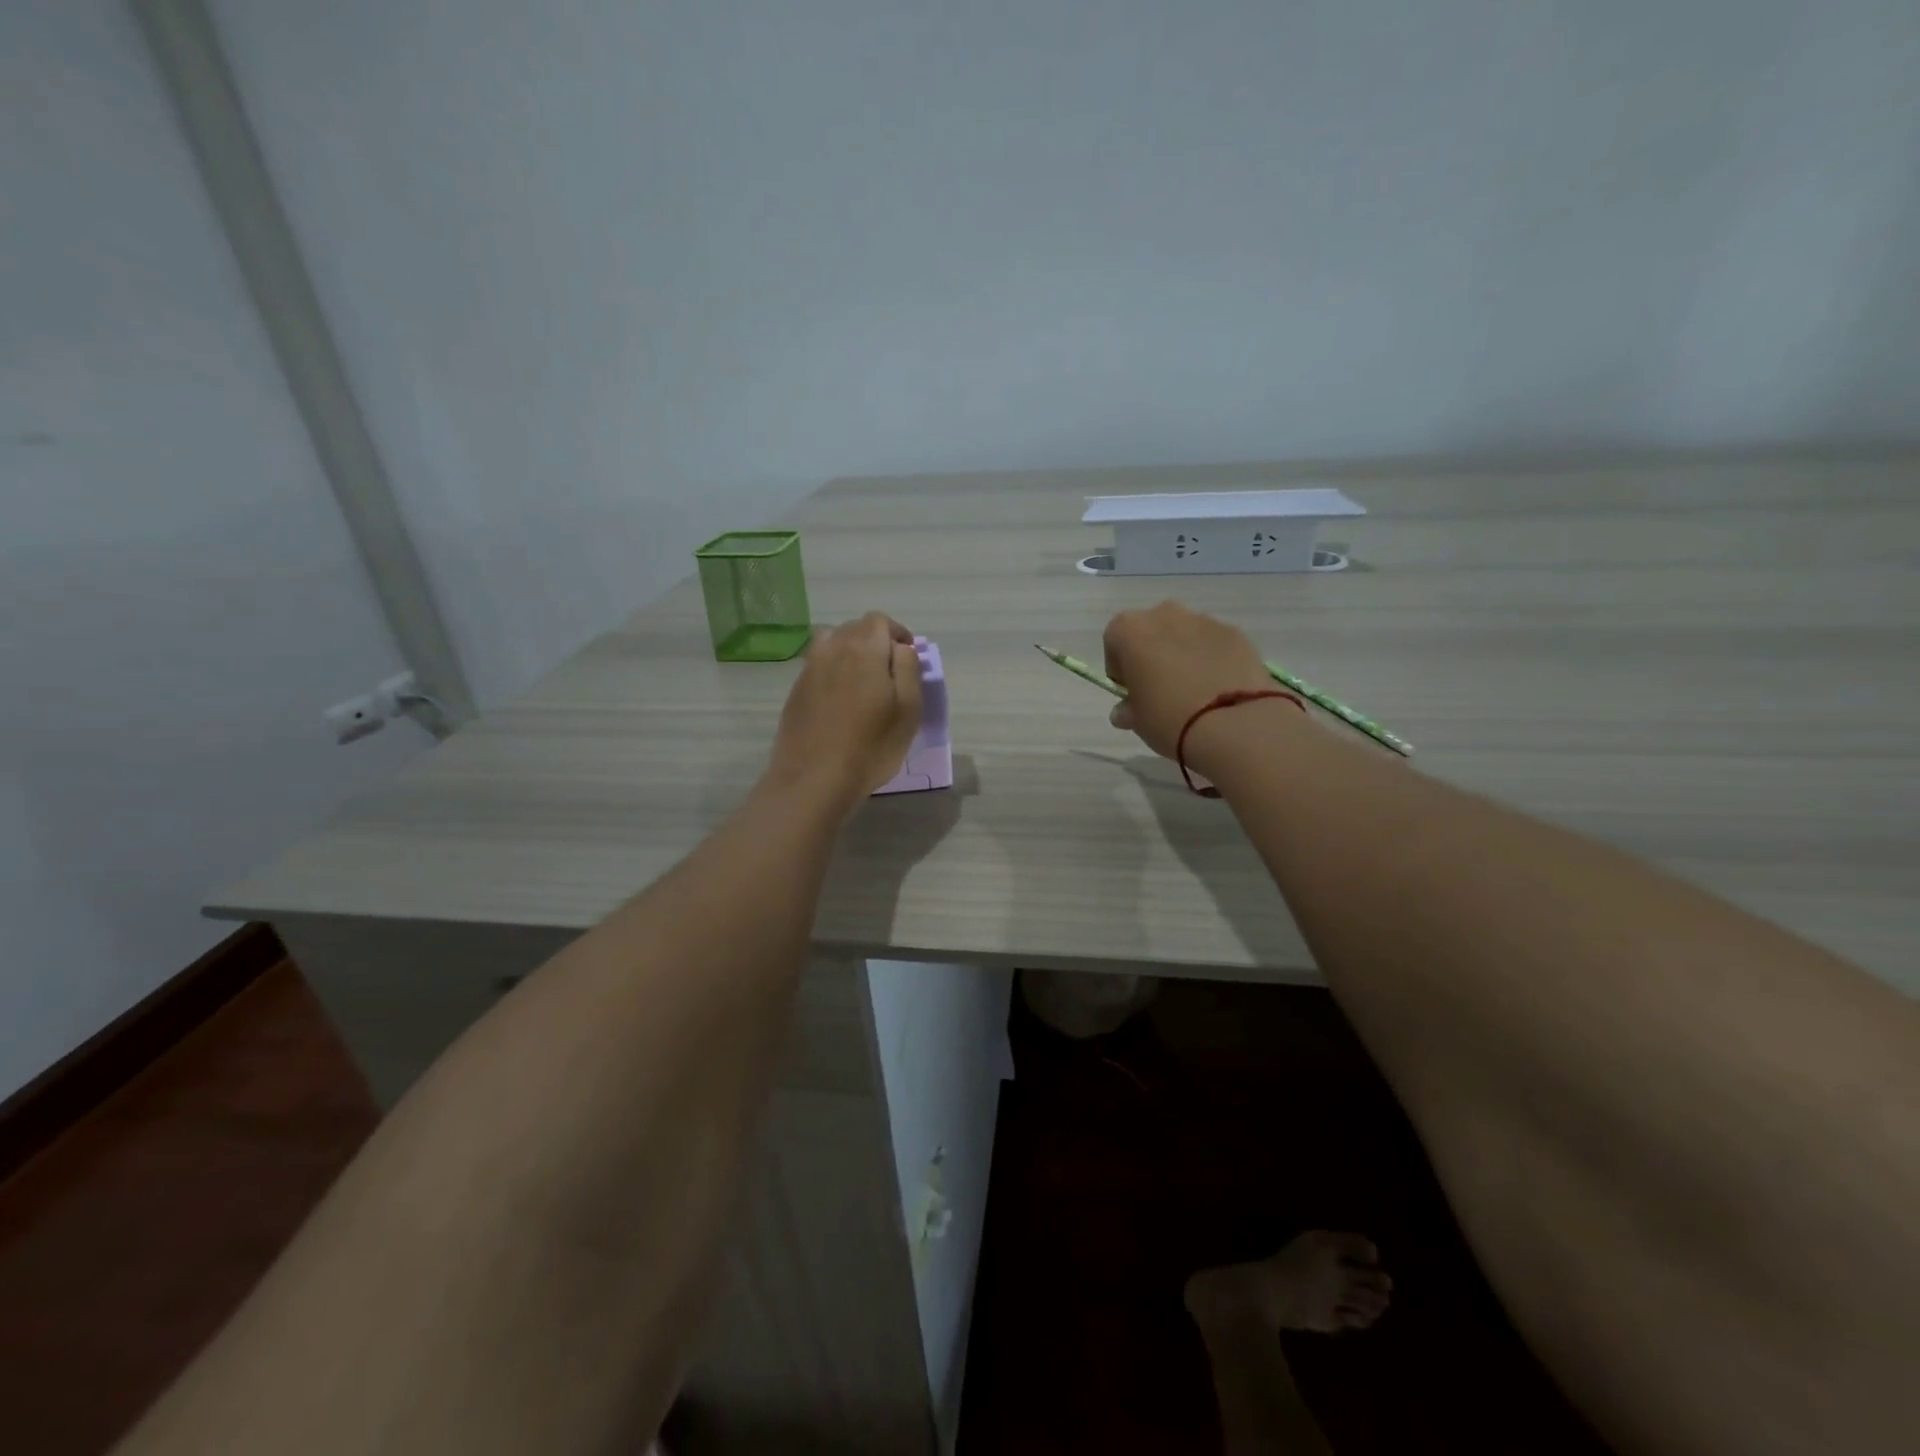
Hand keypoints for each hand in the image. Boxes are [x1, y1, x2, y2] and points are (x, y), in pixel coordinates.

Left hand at [765, 613, 922, 815]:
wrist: (814, 778)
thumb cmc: (871, 746)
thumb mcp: (908, 709)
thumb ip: (908, 668)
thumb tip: (902, 647)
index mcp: (863, 648)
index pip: (879, 620)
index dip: (897, 633)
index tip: (908, 657)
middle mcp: (832, 648)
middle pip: (855, 628)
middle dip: (875, 641)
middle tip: (889, 672)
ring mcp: (809, 668)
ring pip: (832, 643)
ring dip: (850, 652)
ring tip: (863, 680)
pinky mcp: (796, 689)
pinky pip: (818, 664)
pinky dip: (833, 670)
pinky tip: (840, 700)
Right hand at [1103, 601, 1277, 759]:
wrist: (1233, 723)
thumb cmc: (1169, 718)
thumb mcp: (1137, 721)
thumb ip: (1128, 709)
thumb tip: (1125, 710)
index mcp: (1130, 630)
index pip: (1115, 641)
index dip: (1120, 667)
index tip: (1130, 690)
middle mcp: (1164, 614)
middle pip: (1151, 631)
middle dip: (1152, 653)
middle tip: (1160, 688)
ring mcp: (1204, 620)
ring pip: (1184, 634)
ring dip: (1183, 654)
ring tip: (1194, 690)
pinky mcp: (1235, 632)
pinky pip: (1213, 643)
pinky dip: (1212, 659)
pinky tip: (1218, 688)